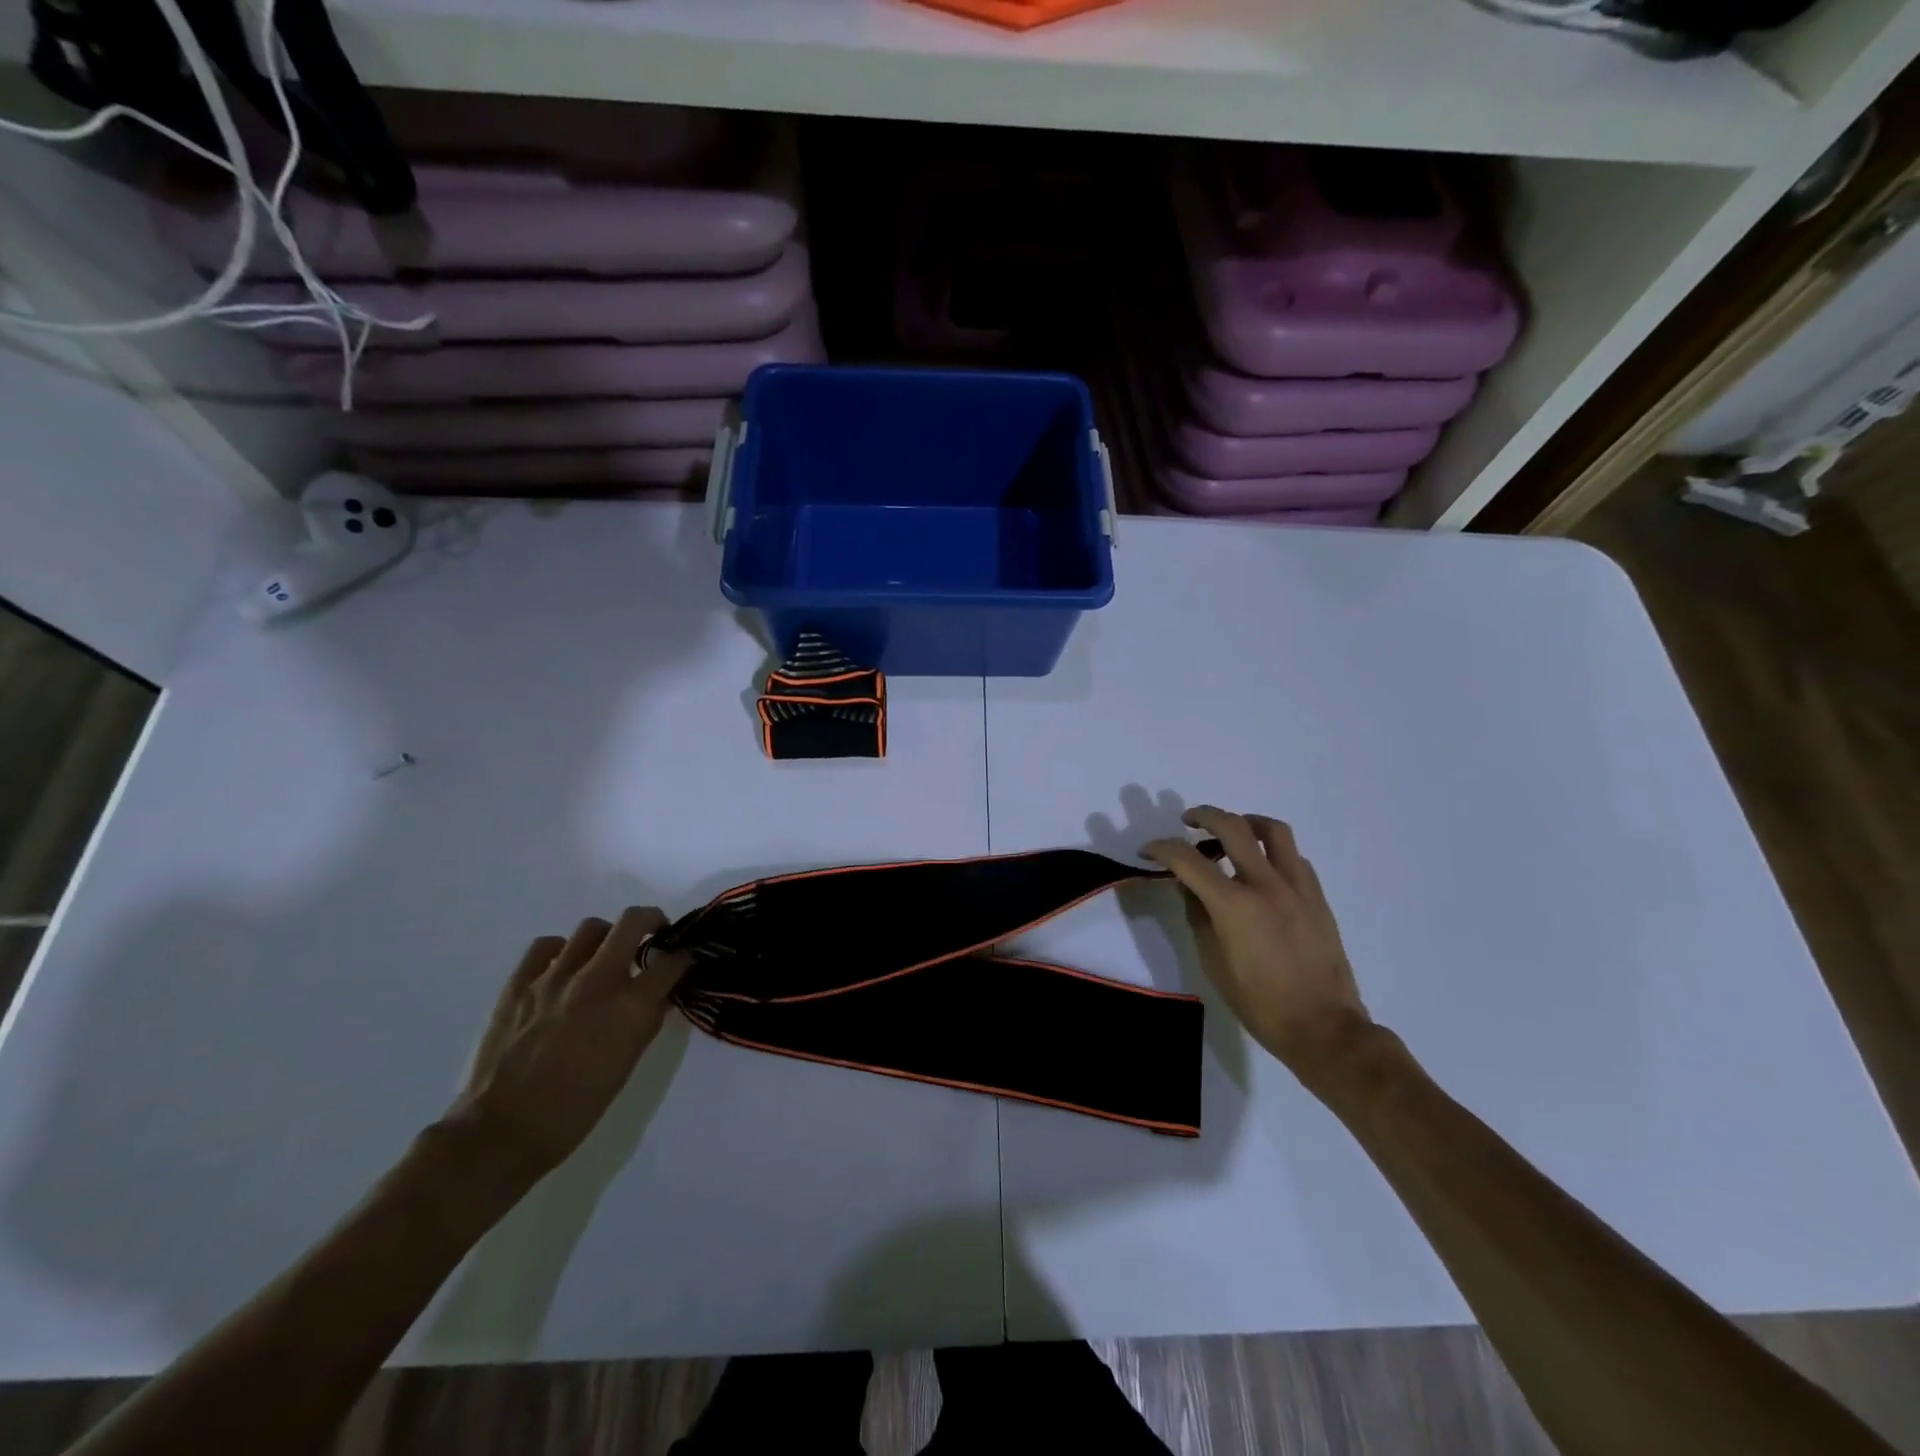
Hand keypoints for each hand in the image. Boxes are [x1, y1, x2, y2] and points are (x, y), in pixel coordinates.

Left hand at [449, 907, 690, 1186]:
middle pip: (633, 921)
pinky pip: (546, 946)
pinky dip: (562, 951)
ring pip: (591, 928)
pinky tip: (563, 968)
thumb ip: (646, 1020)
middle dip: (652, 921)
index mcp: (630, 1007)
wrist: (502, 1132)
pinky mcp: (519, 983)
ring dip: (607, 938)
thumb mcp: (628, 1063)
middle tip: (654, 935)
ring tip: (605, 956)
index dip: (684, 957)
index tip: (685, 959)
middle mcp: (596, 981)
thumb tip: (658, 994)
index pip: (672, 962)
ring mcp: (554, 977)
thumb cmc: (576, 1108)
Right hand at [1144, 807, 1369, 1079]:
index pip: (1188, 859)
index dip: (1162, 849)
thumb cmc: (1259, 1003)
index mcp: (1234, 905)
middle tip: (1188, 821)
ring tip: (1231, 830)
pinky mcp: (1317, 896)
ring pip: (1272, 830)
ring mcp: (1297, 887)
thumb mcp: (1212, 962)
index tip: (1148, 850)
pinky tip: (1262, 866)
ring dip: (1245, 822)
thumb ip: (1198, 916)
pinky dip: (1271, 850)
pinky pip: (1293, 856)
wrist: (1323, 1027)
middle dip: (1204, 816)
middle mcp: (1266, 884)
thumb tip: (1189, 886)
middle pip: (1232, 827)